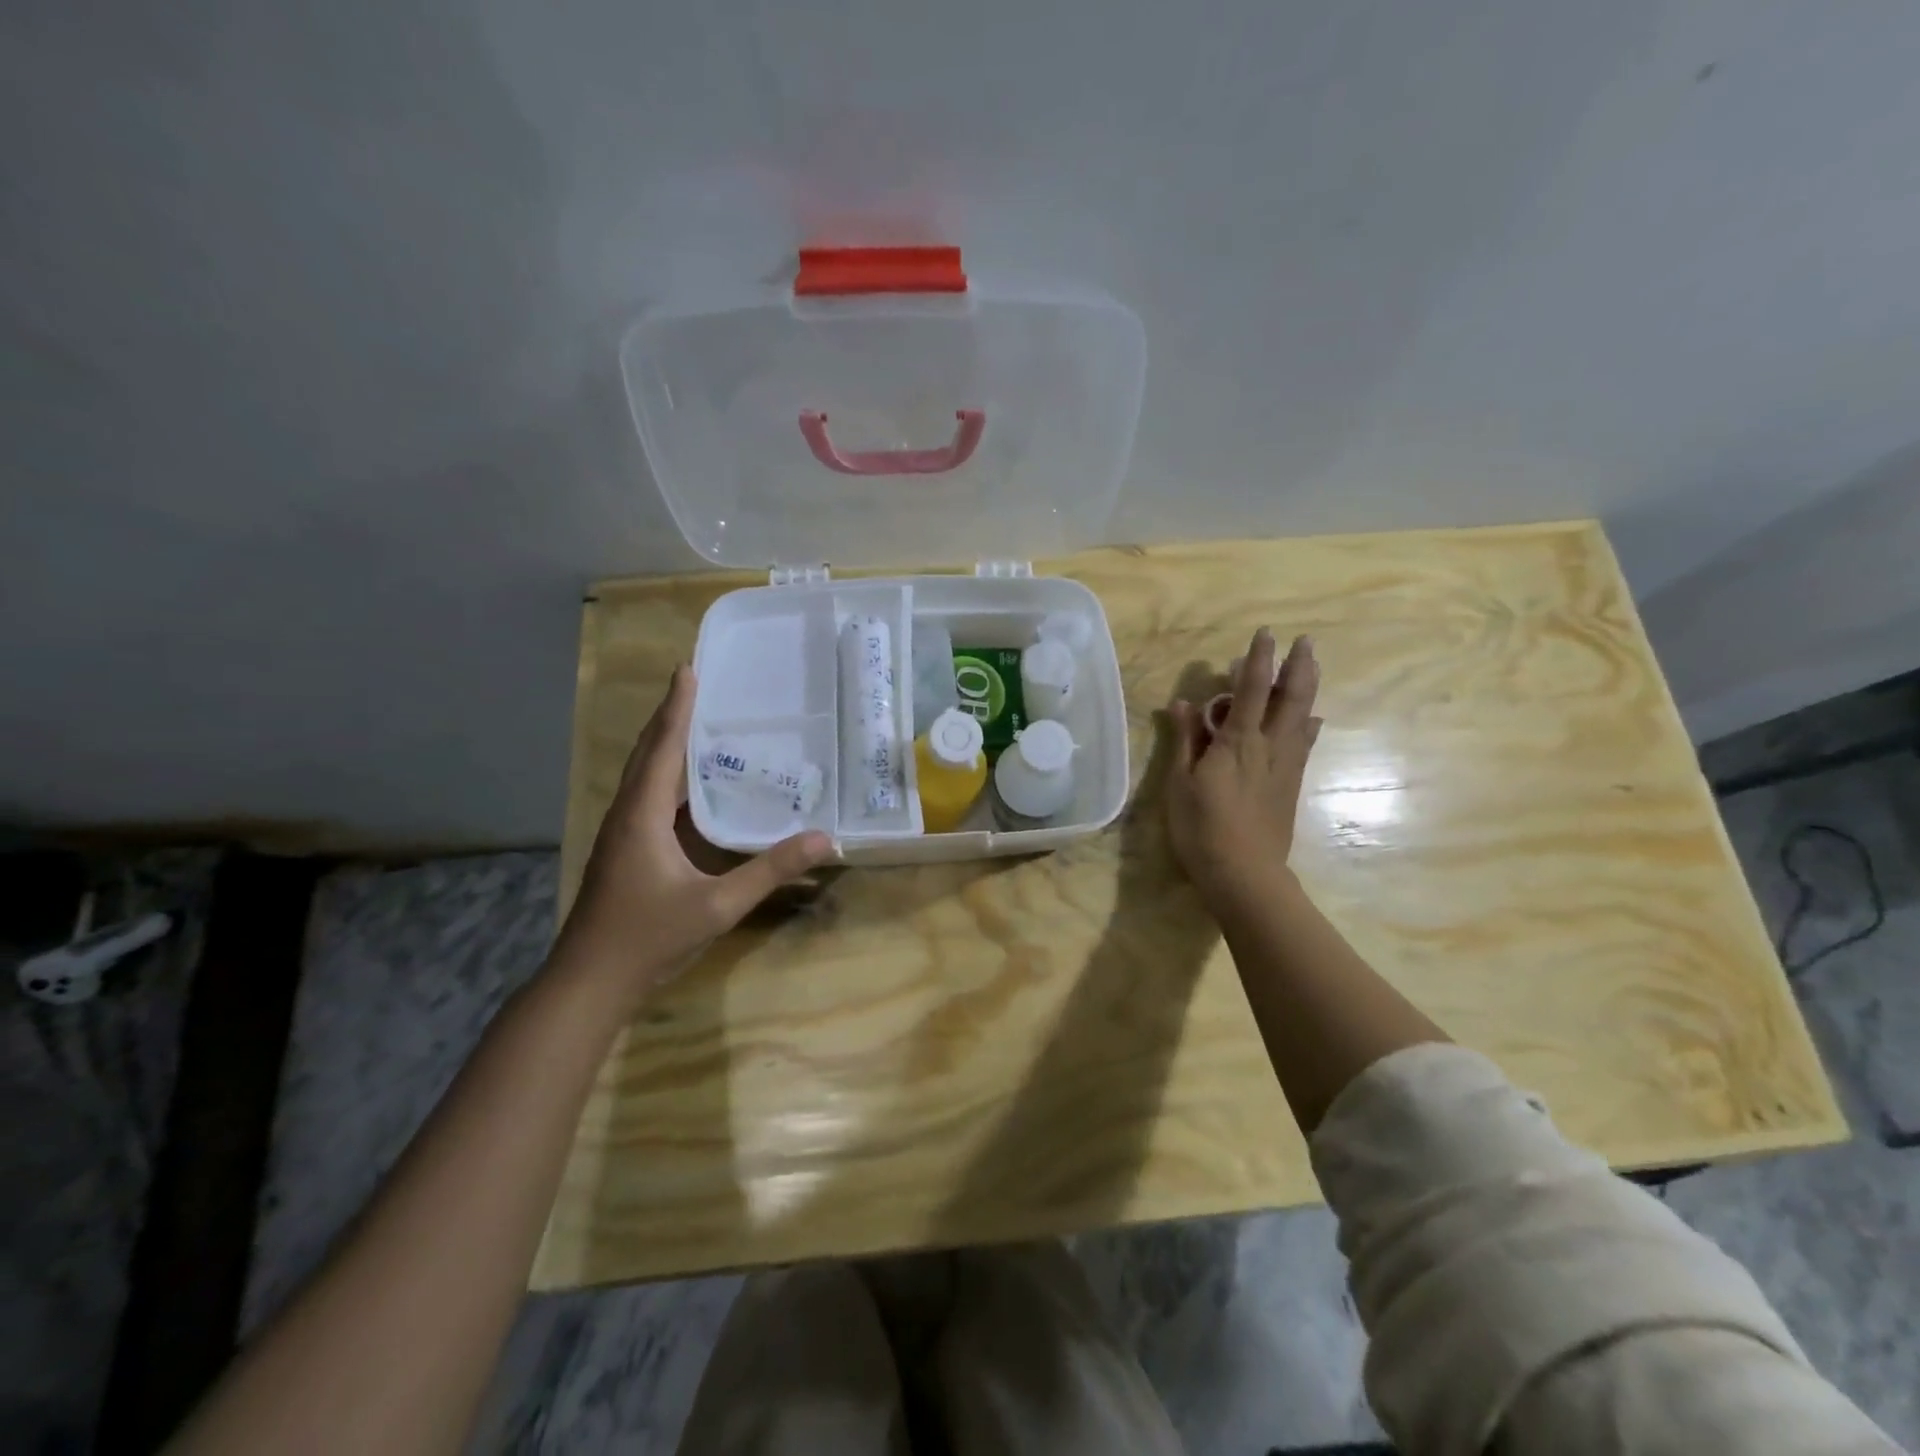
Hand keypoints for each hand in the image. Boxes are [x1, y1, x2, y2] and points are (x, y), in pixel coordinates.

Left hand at [558, 666, 832, 998]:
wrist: (588, 983)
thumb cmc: (648, 938)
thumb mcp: (718, 905)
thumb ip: (770, 870)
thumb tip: (823, 839)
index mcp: (642, 815)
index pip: (662, 748)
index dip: (677, 707)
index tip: (689, 668)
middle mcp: (626, 815)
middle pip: (648, 753)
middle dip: (671, 717)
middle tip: (699, 686)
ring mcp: (621, 834)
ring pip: (644, 776)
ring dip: (667, 745)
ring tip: (700, 724)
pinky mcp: (624, 851)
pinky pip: (647, 798)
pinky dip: (668, 777)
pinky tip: (692, 786)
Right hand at [1166, 629, 1321, 909]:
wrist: (1243, 873)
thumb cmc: (1201, 827)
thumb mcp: (1180, 783)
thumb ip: (1185, 740)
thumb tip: (1184, 703)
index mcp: (1237, 743)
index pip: (1251, 691)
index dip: (1258, 661)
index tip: (1266, 634)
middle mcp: (1268, 747)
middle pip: (1290, 698)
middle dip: (1298, 666)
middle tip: (1305, 641)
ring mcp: (1285, 766)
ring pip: (1302, 717)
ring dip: (1308, 688)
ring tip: (1312, 666)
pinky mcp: (1291, 785)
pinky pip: (1304, 744)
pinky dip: (1308, 724)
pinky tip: (1312, 719)